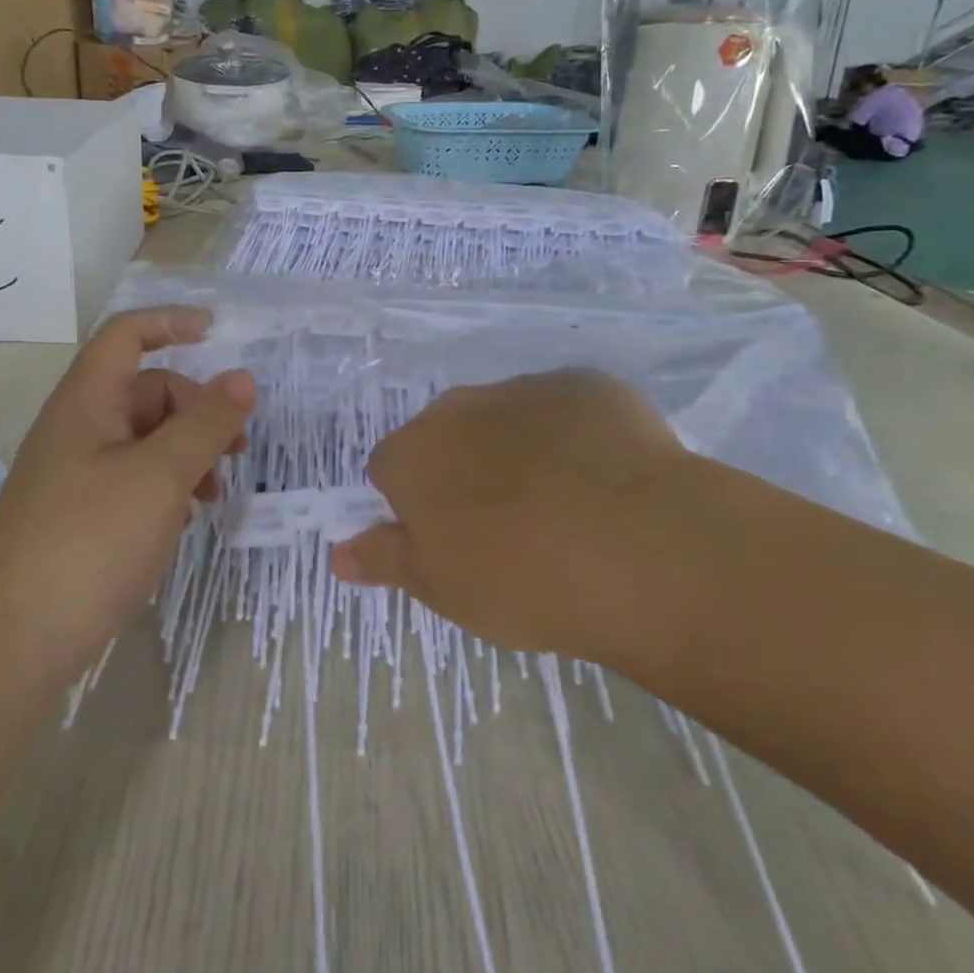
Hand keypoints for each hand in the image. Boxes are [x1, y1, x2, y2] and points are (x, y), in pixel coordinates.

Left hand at [0, 307, 254, 682]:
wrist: (12, 643)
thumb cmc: (89, 542)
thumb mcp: (160, 476)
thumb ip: (205, 424)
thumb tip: (243, 379)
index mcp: (87, 402)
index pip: (127, 336)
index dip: (171, 323)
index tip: (219, 334)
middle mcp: (79, 429)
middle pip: (147, 391)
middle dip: (197, 407)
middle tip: (236, 446)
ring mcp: (79, 475)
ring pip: (146, 439)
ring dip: (188, 452)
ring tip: (215, 492)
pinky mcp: (83, 516)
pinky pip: (135, 479)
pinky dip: (168, 486)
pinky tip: (184, 519)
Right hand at [331, 370, 689, 659]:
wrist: (635, 546)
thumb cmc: (519, 577)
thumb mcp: (440, 586)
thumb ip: (385, 558)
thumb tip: (338, 553)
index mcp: (413, 453)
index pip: (390, 469)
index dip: (415, 505)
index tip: (449, 540)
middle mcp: (458, 407)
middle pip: (447, 435)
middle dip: (464, 470)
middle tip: (506, 527)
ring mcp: (525, 389)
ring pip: (506, 419)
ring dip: (519, 450)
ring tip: (564, 506)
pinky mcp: (586, 386)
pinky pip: (566, 410)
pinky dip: (574, 437)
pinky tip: (606, 480)